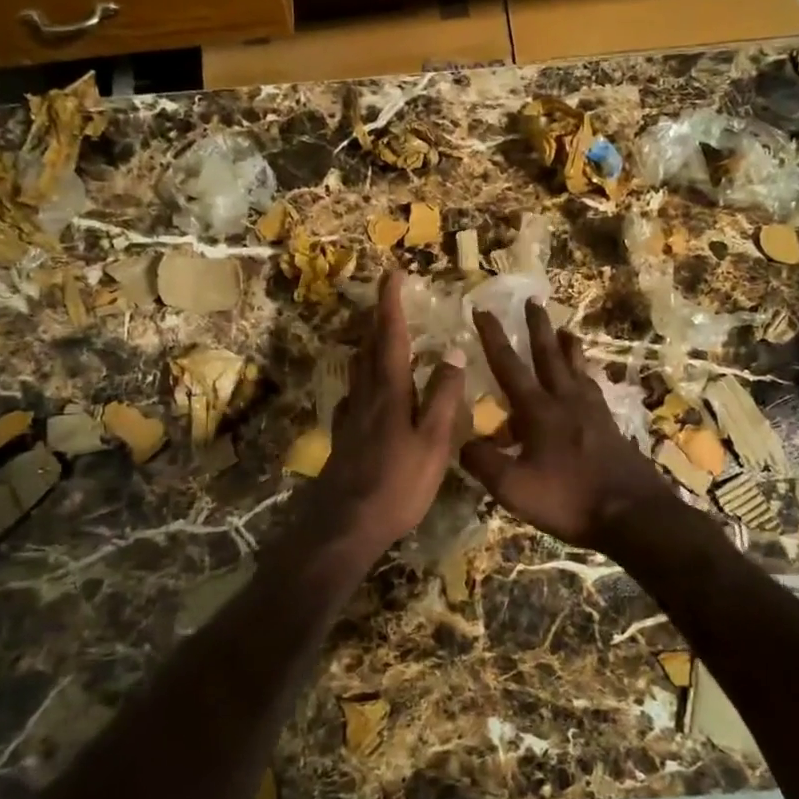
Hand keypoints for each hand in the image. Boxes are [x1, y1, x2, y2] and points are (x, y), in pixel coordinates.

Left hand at [292, 271, 464, 562]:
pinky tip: (369, 389)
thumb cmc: (397, 484)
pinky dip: (365, 378)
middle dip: (379, 318)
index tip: (392, 274)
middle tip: (390, 299)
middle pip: (369, 346)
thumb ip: (444, 397)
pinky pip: (355, 393)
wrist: (346, 524)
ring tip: (383, 335)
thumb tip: (454, 352)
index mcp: (389, 391)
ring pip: (359, 368)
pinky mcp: (344, 435)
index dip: (390, 303)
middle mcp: (366, 395)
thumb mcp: (433, 442)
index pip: (390, 336)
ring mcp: (351, 415)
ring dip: (370, 344)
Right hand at [460, 300, 675, 551]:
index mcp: (538, 410)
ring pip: (577, 368)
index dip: (493, 337)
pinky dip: (585, 376)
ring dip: (567, 346)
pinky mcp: (610, 427)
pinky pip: (593, 389)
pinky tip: (586, 382)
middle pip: (549, 354)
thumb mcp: (512, 487)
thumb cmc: (568, 499)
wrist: (632, 515)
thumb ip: (483, 461)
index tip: (483, 309)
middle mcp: (566, 401)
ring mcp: (592, 412)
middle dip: (537, 326)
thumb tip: (461, 441)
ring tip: (565, 330)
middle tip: (533, 299)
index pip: (509, 365)